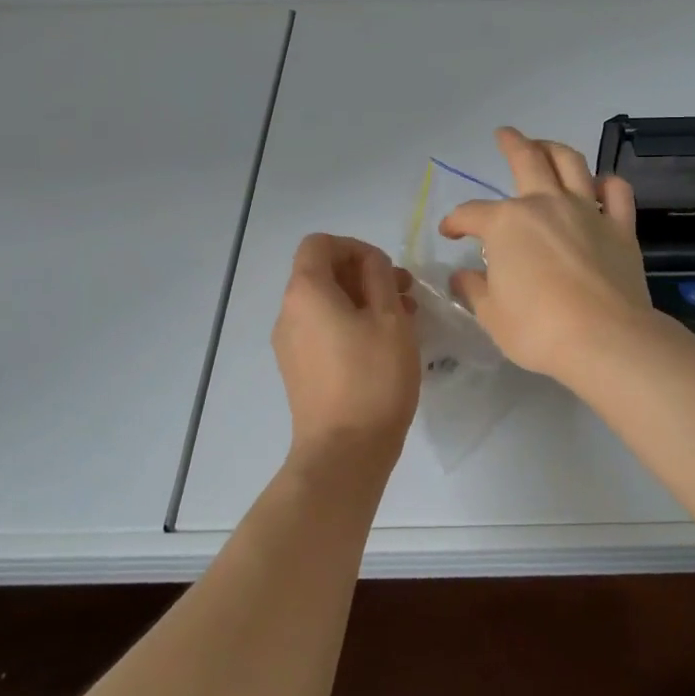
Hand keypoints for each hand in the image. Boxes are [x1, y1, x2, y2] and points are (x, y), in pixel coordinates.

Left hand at [272, 234, 419, 477]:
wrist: (344, 451)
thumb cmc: (373, 378)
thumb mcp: (389, 318)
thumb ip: (379, 278)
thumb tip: (370, 263)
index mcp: (306, 291)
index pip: (320, 244)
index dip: (355, 247)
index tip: (387, 270)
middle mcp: (289, 312)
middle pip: (322, 273)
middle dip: (365, 275)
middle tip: (405, 293)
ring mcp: (290, 343)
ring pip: (326, 303)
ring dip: (362, 301)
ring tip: (403, 320)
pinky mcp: (298, 369)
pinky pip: (322, 329)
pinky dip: (350, 324)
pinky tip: (382, 345)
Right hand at [440, 127, 653, 382]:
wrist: (605, 339)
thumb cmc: (538, 329)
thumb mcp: (492, 315)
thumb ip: (474, 290)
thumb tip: (461, 276)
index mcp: (506, 223)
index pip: (471, 214)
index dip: (455, 221)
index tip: (449, 232)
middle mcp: (545, 205)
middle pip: (526, 160)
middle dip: (511, 143)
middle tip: (504, 134)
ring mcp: (587, 211)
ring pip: (570, 163)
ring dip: (554, 148)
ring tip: (546, 146)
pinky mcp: (620, 228)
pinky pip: (616, 192)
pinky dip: (606, 183)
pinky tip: (598, 185)